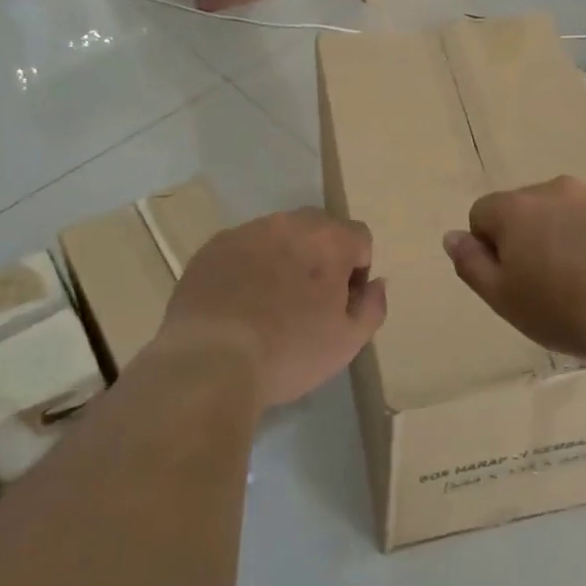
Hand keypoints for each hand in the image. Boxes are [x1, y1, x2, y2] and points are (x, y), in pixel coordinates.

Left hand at [156, 209, 386, 408]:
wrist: (209, 361)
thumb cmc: (289, 351)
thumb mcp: (348, 342)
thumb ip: (372, 306)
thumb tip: (376, 283)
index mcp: (329, 239)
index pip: (359, 237)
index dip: (357, 270)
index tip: (341, 303)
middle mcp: (289, 223)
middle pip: (318, 230)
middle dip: (320, 257)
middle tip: (307, 302)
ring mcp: (246, 232)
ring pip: (277, 237)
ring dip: (283, 259)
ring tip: (268, 304)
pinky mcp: (212, 248)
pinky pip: (242, 250)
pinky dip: (247, 268)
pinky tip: (237, 304)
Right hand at [443, 176, 585, 361]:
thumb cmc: (558, 307)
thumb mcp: (500, 296)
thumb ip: (470, 262)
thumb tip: (451, 236)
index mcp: (516, 207)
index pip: (482, 214)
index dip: (489, 248)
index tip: (509, 279)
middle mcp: (555, 190)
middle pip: (525, 209)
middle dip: (526, 237)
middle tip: (542, 282)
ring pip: (565, 212)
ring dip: (563, 235)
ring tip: (579, 279)